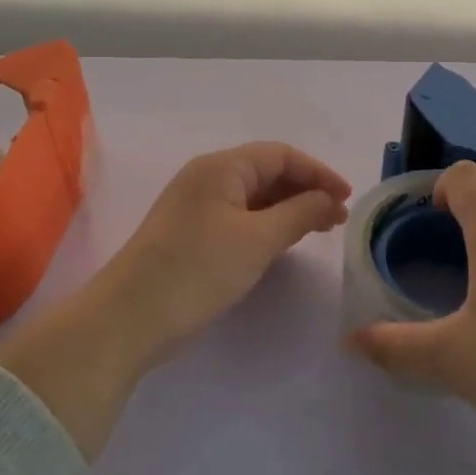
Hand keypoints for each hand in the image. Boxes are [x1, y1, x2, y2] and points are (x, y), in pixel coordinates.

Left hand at [101, 142, 352, 364]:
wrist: (129, 319)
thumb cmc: (198, 270)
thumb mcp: (257, 240)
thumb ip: (299, 214)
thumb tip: (327, 198)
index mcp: (221, 167)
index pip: (281, 155)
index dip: (318, 172)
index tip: (347, 197)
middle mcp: (207, 178)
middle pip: (267, 172)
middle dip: (306, 190)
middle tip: (337, 218)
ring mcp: (196, 206)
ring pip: (254, 197)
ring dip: (289, 209)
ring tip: (319, 230)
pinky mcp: (191, 233)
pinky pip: (239, 217)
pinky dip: (267, 224)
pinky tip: (284, 242)